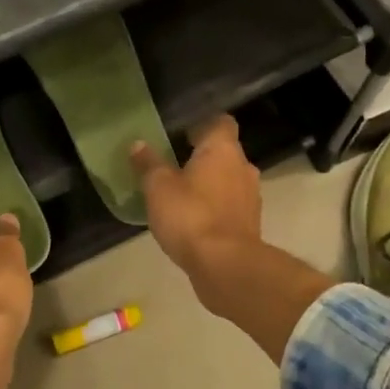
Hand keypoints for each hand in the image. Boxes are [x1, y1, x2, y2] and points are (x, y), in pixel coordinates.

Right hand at [130, 115, 261, 277]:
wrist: (225, 265)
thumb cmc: (190, 215)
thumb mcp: (158, 187)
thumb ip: (149, 164)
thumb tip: (138, 144)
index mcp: (223, 149)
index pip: (221, 122)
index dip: (202, 125)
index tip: (181, 135)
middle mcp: (243, 167)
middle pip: (225, 153)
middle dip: (203, 158)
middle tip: (174, 167)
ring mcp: (251, 197)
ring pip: (229, 181)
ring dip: (210, 185)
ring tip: (182, 197)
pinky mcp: (250, 224)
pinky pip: (230, 206)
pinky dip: (215, 209)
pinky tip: (194, 222)